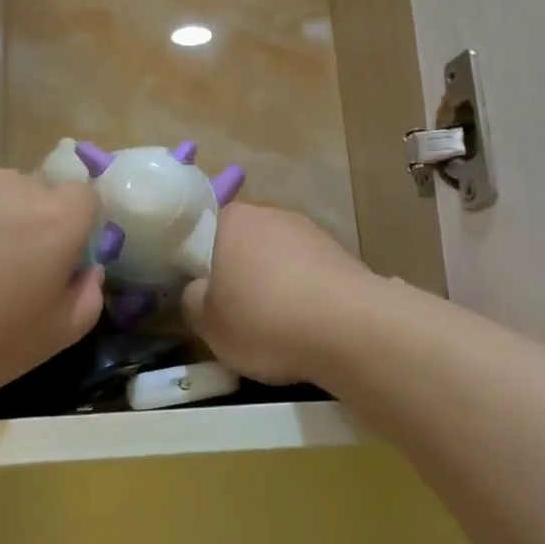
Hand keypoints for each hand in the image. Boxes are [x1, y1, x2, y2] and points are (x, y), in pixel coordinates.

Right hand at [182, 204, 378, 386]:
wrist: (350, 329)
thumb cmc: (265, 320)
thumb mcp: (208, 324)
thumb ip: (194, 300)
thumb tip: (199, 290)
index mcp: (233, 220)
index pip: (205, 230)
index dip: (201, 261)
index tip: (203, 292)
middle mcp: (273, 214)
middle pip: (246, 243)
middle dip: (241, 271)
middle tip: (235, 311)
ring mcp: (312, 232)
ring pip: (281, 258)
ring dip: (276, 283)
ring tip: (276, 324)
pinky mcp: (344, 255)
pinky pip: (311, 275)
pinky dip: (306, 294)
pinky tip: (308, 324)